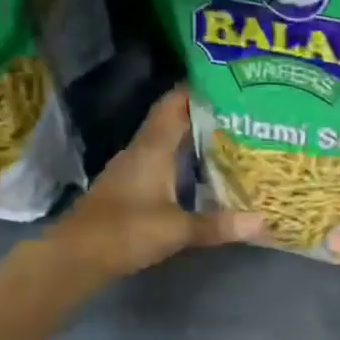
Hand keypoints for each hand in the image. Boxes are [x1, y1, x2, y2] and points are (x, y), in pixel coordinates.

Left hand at [50, 87, 264, 279]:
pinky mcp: (129, 190)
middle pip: (173, 122)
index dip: (197, 89)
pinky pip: (161, 164)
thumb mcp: (177, 230)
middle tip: (241, 112)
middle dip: (204, 114)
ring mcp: (132, 170)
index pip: (174, 105)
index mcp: (151, 149)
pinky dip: (182, 162)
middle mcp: (141, 152)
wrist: (76, 257)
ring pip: (166, 144)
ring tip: (229, 139)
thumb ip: (218, 225)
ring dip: (193, 139)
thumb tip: (263, 222)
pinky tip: (202, 174)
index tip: (228, 82)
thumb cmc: (124, 232)